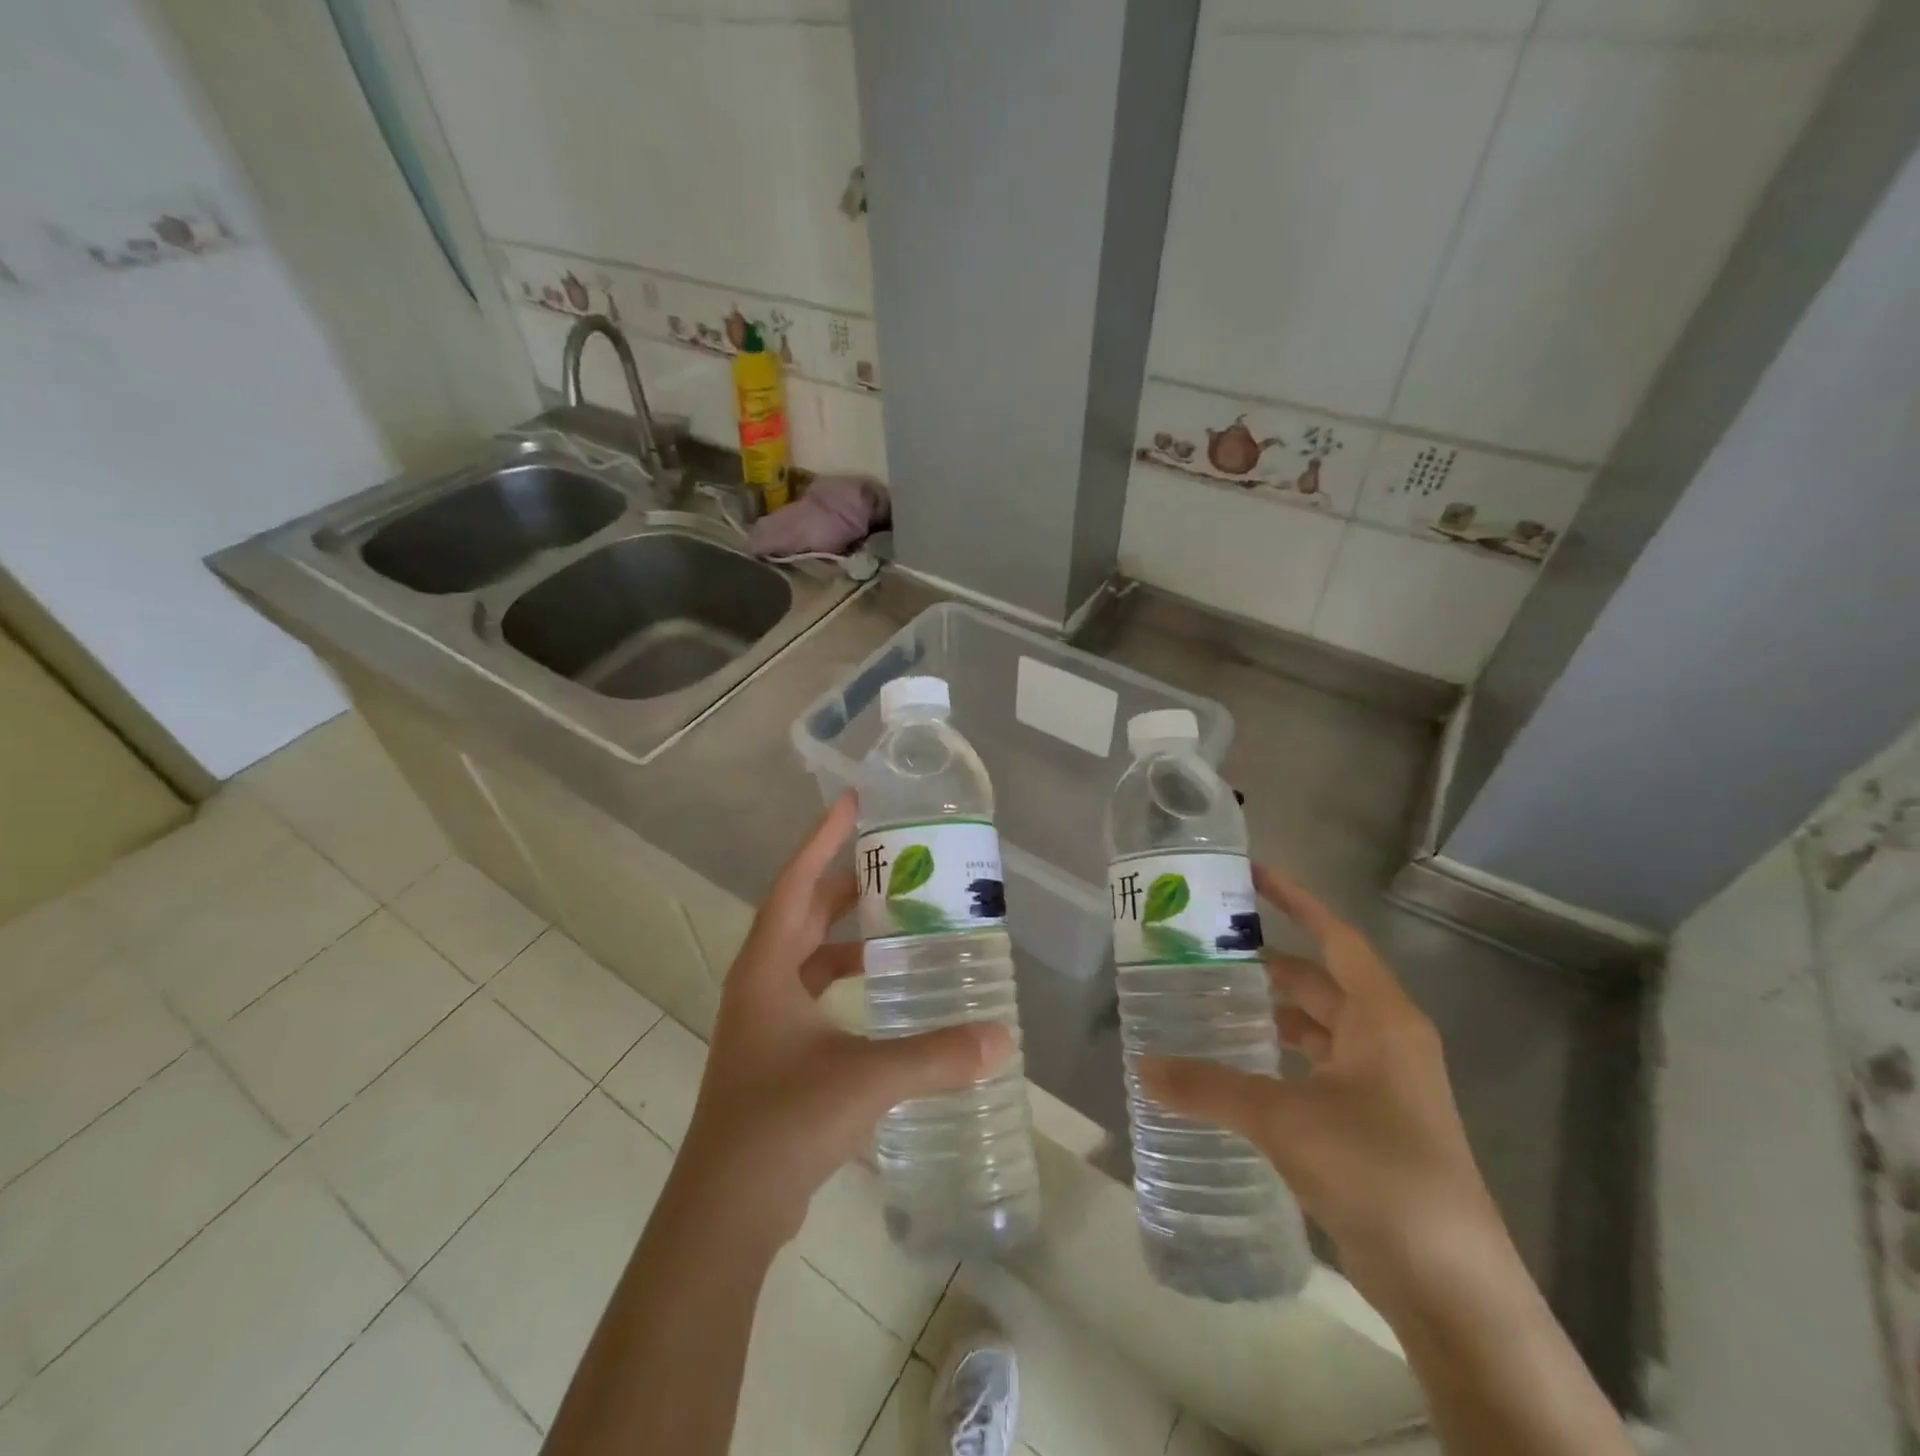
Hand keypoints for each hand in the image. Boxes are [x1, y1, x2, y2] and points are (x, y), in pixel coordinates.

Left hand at [672, 792, 1013, 1250]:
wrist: (726, 1210)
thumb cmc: (782, 1123)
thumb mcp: (864, 1079)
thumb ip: (935, 1057)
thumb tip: (1001, 1039)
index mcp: (767, 968)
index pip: (795, 884)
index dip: (821, 840)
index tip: (851, 804)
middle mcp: (762, 983)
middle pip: (803, 913)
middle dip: (844, 884)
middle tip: (895, 864)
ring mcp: (767, 1019)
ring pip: (810, 956)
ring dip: (848, 935)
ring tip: (900, 923)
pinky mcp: (779, 1051)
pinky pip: (816, 993)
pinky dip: (848, 979)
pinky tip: (887, 993)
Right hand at [1139, 865, 1499, 1300]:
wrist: (1450, 1284)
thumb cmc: (1376, 1171)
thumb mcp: (1283, 1119)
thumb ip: (1209, 1088)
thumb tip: (1143, 1068)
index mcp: (1381, 1018)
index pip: (1335, 936)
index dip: (1295, 900)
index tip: (1251, 875)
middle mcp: (1386, 1039)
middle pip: (1320, 980)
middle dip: (1267, 962)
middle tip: (1206, 950)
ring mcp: (1382, 1083)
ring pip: (1318, 1026)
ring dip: (1272, 1012)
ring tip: (1212, 1001)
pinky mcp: (1372, 1122)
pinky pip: (1318, 1067)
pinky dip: (1281, 1057)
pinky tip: (1239, 1067)